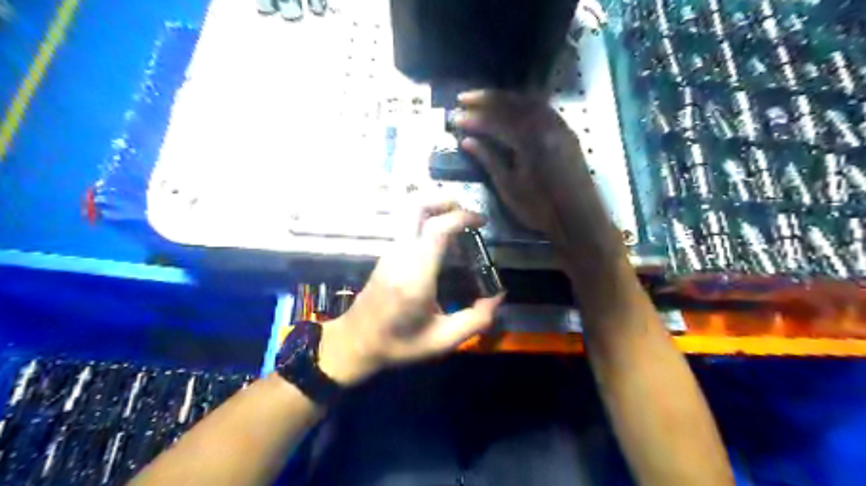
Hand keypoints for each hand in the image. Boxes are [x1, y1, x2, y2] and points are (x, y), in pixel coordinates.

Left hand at [321, 198, 505, 385]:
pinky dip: (427, 219)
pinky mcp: (387, 254)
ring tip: (458, 220)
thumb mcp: (442, 341)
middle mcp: (400, 255)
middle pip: (415, 206)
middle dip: (443, 198)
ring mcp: (390, 252)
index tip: (481, 222)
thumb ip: (475, 320)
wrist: (355, 343)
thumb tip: (498, 296)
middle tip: (466, 209)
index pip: (436, 229)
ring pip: (409, 212)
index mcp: (415, 275)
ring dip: (434, 207)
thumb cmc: (398, 343)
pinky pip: (407, 225)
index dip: (461, 217)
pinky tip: (443, 237)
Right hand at [454, 92, 622, 265]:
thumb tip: (467, 141)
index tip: (455, 117)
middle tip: (463, 98)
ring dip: (504, 98)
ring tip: (484, 100)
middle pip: (511, 102)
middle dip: (485, 98)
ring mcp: (558, 126)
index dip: (473, 118)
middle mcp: (545, 125)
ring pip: (528, 101)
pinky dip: (523, 104)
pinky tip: (513, 109)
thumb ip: (488, 159)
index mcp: (529, 140)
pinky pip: (542, 108)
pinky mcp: (566, 132)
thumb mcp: (508, 187)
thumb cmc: (540, 208)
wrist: (578, 219)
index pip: (495, 120)